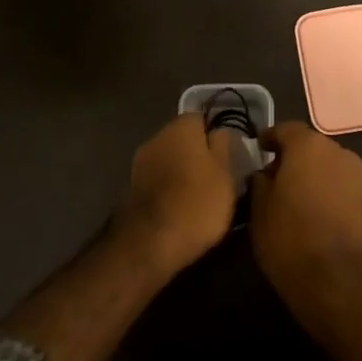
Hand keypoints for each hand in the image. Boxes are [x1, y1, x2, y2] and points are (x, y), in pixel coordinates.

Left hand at [117, 114, 236, 273]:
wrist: (151, 242)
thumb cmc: (197, 202)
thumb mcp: (225, 173)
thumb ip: (223, 145)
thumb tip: (220, 130)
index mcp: (182, 126)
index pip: (202, 118)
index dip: (216, 136)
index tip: (228, 156)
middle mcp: (158, 136)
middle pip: (183, 138)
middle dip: (198, 153)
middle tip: (217, 177)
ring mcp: (141, 161)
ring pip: (169, 159)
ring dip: (182, 171)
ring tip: (200, 196)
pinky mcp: (132, 186)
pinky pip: (158, 179)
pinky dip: (168, 187)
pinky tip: (180, 206)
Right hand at [250, 121, 361, 327]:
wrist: (336, 284)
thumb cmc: (289, 239)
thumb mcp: (259, 209)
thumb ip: (259, 181)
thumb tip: (264, 173)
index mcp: (309, 145)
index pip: (285, 129)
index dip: (269, 139)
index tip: (257, 151)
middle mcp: (337, 151)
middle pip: (308, 145)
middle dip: (290, 157)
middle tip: (270, 177)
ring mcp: (356, 176)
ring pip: (325, 165)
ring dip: (309, 174)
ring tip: (290, 197)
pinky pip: (337, 184)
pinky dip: (323, 189)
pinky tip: (310, 211)